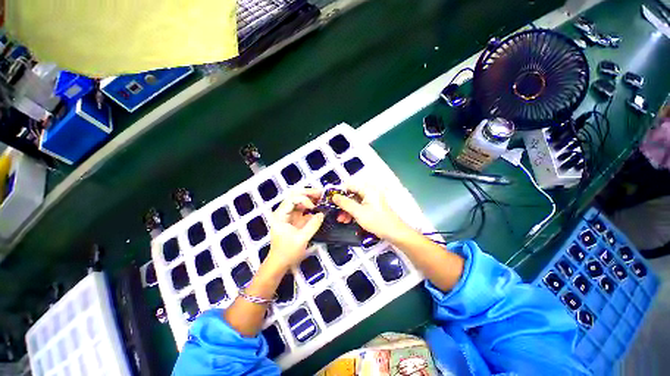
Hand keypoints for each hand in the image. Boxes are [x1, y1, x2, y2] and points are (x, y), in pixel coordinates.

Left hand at [266, 188, 323, 269]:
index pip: (292, 199)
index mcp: (280, 215)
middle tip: (321, 193)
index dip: (304, 199)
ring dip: (311, 198)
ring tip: (322, 198)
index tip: (313, 207)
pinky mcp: (295, 220)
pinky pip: (303, 209)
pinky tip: (319, 207)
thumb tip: (322, 214)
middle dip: (308, 193)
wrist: (280, 263)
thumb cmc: (287, 252)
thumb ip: (313, 225)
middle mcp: (284, 212)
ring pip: (300, 200)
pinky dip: (312, 206)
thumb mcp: (301, 239)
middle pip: (295, 195)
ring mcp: (289, 215)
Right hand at [332, 182, 410, 241]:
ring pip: (354, 201)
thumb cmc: (377, 221)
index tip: (331, 200)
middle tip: (336, 212)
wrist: (394, 233)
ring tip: (342, 220)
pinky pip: (359, 206)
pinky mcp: (372, 206)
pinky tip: (348, 220)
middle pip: (351, 194)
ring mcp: (371, 199)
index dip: (340, 192)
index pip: (350, 185)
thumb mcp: (358, 212)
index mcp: (368, 189)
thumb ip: (345, 203)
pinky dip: (353, 212)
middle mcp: (369, 192)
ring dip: (347, 210)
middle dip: (343, 204)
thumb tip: (334, 196)